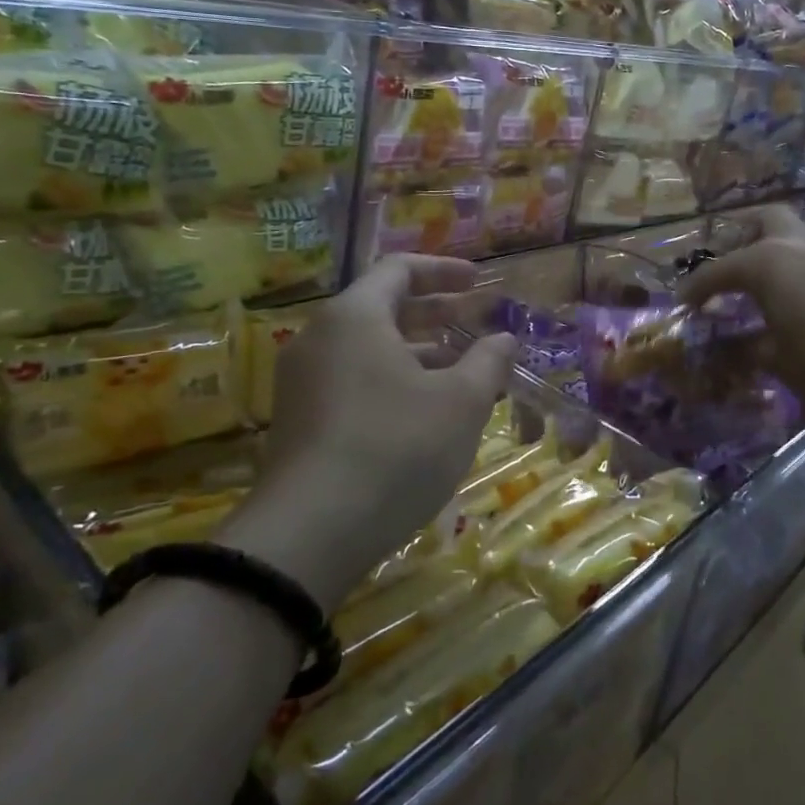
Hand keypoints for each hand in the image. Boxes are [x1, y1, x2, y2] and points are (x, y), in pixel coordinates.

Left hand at [219, 256, 516, 609]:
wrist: (309, 535)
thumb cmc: (396, 448)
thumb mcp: (460, 402)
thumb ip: (487, 361)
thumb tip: (503, 338)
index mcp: (354, 317)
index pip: (399, 269)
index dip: (444, 271)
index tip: (479, 282)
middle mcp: (321, 338)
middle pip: (383, 307)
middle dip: (435, 312)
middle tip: (476, 321)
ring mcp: (304, 382)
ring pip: (369, 348)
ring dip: (419, 351)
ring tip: (462, 370)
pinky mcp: (300, 421)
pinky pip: (354, 380)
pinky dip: (394, 380)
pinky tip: (426, 411)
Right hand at [682, 205, 804, 411]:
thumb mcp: (777, 361)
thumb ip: (747, 352)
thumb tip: (727, 352)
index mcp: (764, 262)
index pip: (716, 271)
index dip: (695, 289)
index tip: (681, 305)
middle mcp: (792, 246)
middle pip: (763, 219)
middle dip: (741, 234)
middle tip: (730, 262)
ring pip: (792, 234)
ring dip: (772, 250)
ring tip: (760, 283)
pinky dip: (794, 269)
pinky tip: (794, 300)